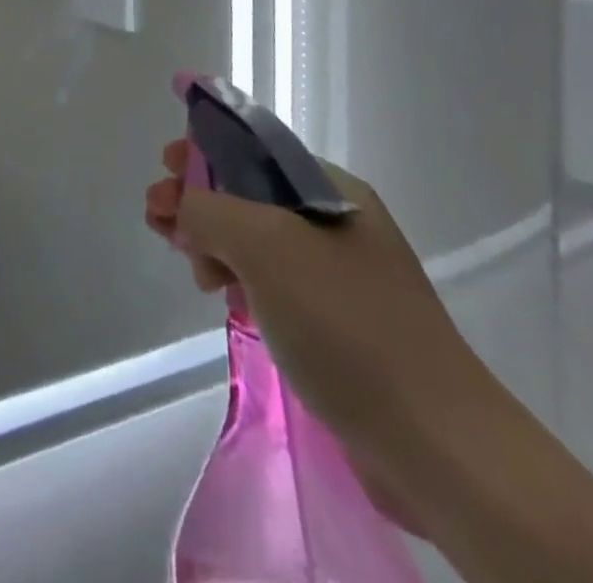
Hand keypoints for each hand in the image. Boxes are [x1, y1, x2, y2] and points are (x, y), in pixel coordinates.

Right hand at [145, 139, 494, 532]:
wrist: (436, 444)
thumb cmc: (346, 324)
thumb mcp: (266, 246)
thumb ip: (210, 209)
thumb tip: (183, 205)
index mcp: (332, 188)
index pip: (255, 148)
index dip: (205, 149)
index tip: (165, 165)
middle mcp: (337, 222)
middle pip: (250, 193)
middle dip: (199, 200)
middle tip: (156, 218)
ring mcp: (339, 275)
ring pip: (257, 240)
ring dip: (214, 241)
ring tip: (188, 265)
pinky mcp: (336, 323)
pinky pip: (273, 281)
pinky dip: (239, 279)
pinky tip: (221, 297)